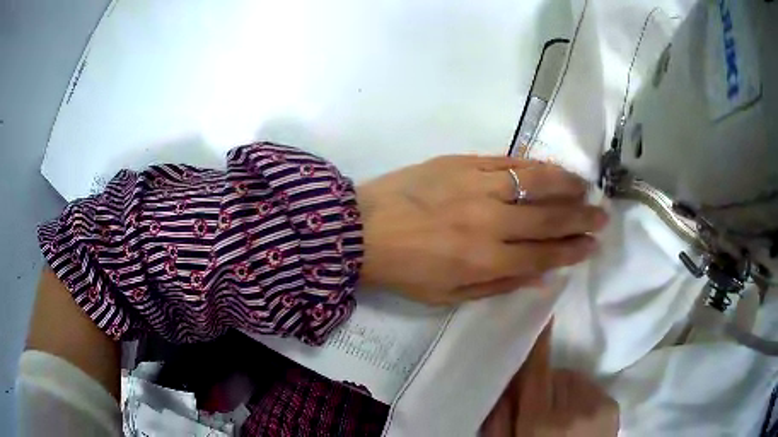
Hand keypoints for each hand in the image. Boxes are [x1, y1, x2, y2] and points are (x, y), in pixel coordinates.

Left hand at [356, 155, 607, 304]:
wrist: (361, 229)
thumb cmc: (404, 270)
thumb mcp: (449, 295)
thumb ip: (498, 285)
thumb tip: (541, 277)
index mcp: (486, 259)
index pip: (544, 254)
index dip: (572, 250)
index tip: (592, 244)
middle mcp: (490, 220)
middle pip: (549, 217)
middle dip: (581, 217)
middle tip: (602, 214)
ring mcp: (477, 185)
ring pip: (535, 181)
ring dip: (566, 184)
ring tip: (585, 186)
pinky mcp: (462, 162)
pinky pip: (507, 160)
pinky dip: (534, 164)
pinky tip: (551, 167)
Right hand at [481, 323, 619, 436]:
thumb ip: (498, 420)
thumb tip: (503, 385)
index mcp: (540, 422)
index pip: (536, 373)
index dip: (538, 346)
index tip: (542, 317)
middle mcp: (572, 408)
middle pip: (555, 374)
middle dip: (545, 383)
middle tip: (539, 407)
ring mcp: (597, 405)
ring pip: (574, 378)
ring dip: (565, 388)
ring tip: (561, 413)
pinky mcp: (612, 405)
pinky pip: (591, 386)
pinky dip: (581, 395)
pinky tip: (578, 415)